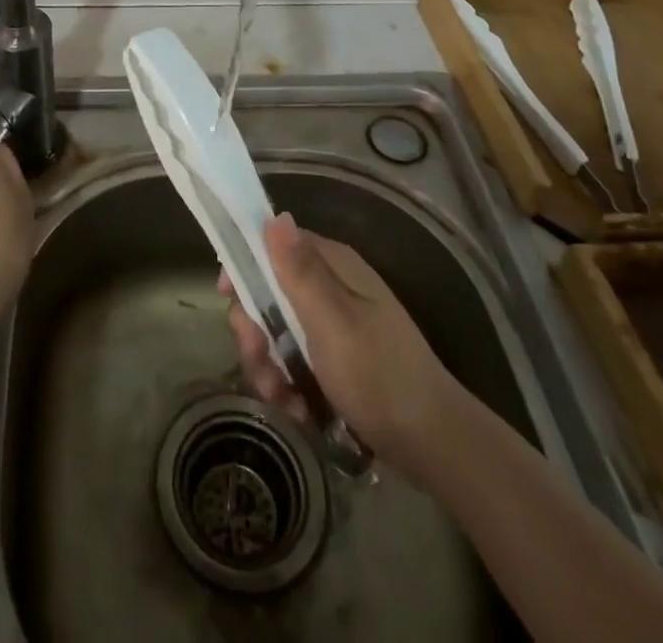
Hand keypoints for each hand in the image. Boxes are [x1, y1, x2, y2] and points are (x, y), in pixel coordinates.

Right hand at [223, 213, 463, 474]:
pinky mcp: (337, 361)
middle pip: (270, 293)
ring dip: (269, 365)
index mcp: (334, 267)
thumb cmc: (379, 376)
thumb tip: (274, 216)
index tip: (228, 296)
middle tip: (260, 358)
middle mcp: (332, 288)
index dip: (247, 265)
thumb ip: (299, 272)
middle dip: (256, 330)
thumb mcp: (332, 323)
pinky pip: (295, 362)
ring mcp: (335, 326)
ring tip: (282, 397)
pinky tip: (298, 409)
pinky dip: (289, 385)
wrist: (434, 446)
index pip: (276, 245)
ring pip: (278, 332)